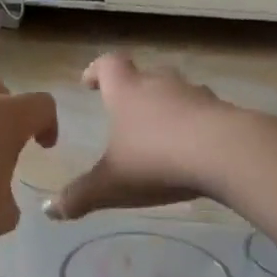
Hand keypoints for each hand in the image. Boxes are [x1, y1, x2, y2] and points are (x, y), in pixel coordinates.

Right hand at [49, 54, 234, 219]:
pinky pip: (205, 113)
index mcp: (128, 93)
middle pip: (146, 75)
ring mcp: (197, 96)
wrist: (226, 154)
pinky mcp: (226, 113)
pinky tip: (194, 149)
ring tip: (161, 132)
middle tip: (126, 111)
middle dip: (134, 90)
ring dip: (168, 107)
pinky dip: (196, 125)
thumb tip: (50, 211)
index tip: (88, 83)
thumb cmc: (156, 161)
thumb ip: (79, 197)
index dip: (96, 71)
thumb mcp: (110, 185)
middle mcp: (162, 85)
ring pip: (178, 93)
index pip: (109, 65)